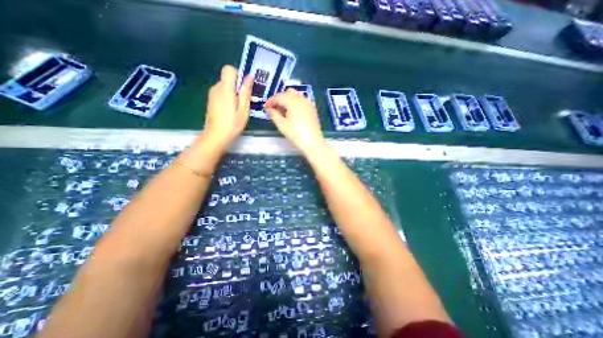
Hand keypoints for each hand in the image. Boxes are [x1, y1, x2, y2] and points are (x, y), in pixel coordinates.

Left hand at [199, 64, 251, 149]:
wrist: (215, 136)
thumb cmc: (232, 124)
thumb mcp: (244, 109)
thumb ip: (245, 92)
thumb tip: (249, 76)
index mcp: (225, 88)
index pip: (229, 69)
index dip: (238, 75)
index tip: (244, 88)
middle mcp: (216, 87)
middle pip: (227, 79)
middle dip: (237, 87)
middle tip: (244, 103)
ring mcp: (212, 94)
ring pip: (225, 87)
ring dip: (233, 94)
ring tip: (238, 109)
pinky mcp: (211, 100)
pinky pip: (221, 93)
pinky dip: (227, 98)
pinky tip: (231, 111)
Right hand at [266, 88, 326, 153]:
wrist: (313, 142)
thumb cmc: (295, 134)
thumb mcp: (281, 124)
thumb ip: (273, 114)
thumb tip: (269, 109)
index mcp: (292, 101)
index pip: (279, 97)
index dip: (271, 101)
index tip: (265, 107)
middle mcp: (301, 99)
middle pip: (288, 93)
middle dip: (280, 98)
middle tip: (274, 108)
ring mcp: (308, 103)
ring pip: (296, 96)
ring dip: (288, 100)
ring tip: (283, 111)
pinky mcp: (312, 109)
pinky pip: (302, 101)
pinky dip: (295, 103)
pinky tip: (293, 113)